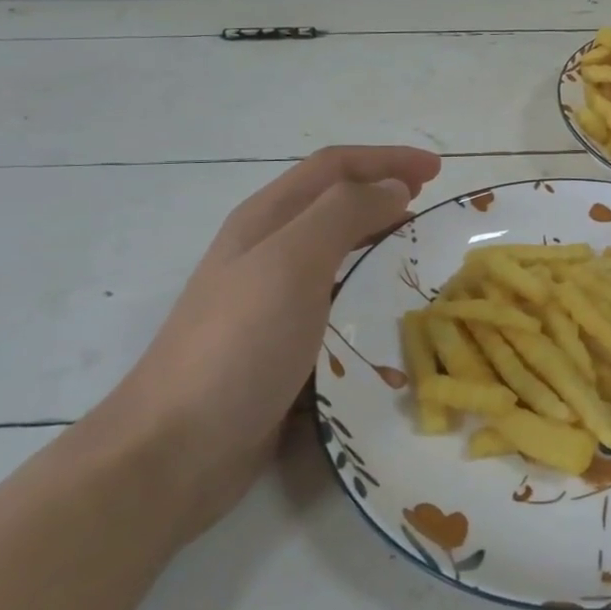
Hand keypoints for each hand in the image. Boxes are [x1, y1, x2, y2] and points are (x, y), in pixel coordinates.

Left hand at [94, 145, 441, 539]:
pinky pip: (334, 297)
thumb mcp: (292, 262)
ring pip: (335, 249)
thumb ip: (344, 213)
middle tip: (431, 206)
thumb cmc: (238, 344)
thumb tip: (393, 187)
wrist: (174, 450)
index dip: (386, 159)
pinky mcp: (279, 342)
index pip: (334, 167)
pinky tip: (387, 308)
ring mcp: (269, 298)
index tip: (436, 171)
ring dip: (377, 237)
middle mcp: (266, 249)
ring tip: (417, 250)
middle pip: (333, 201)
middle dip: (384, 192)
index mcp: (266, 219)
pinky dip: (366, 286)